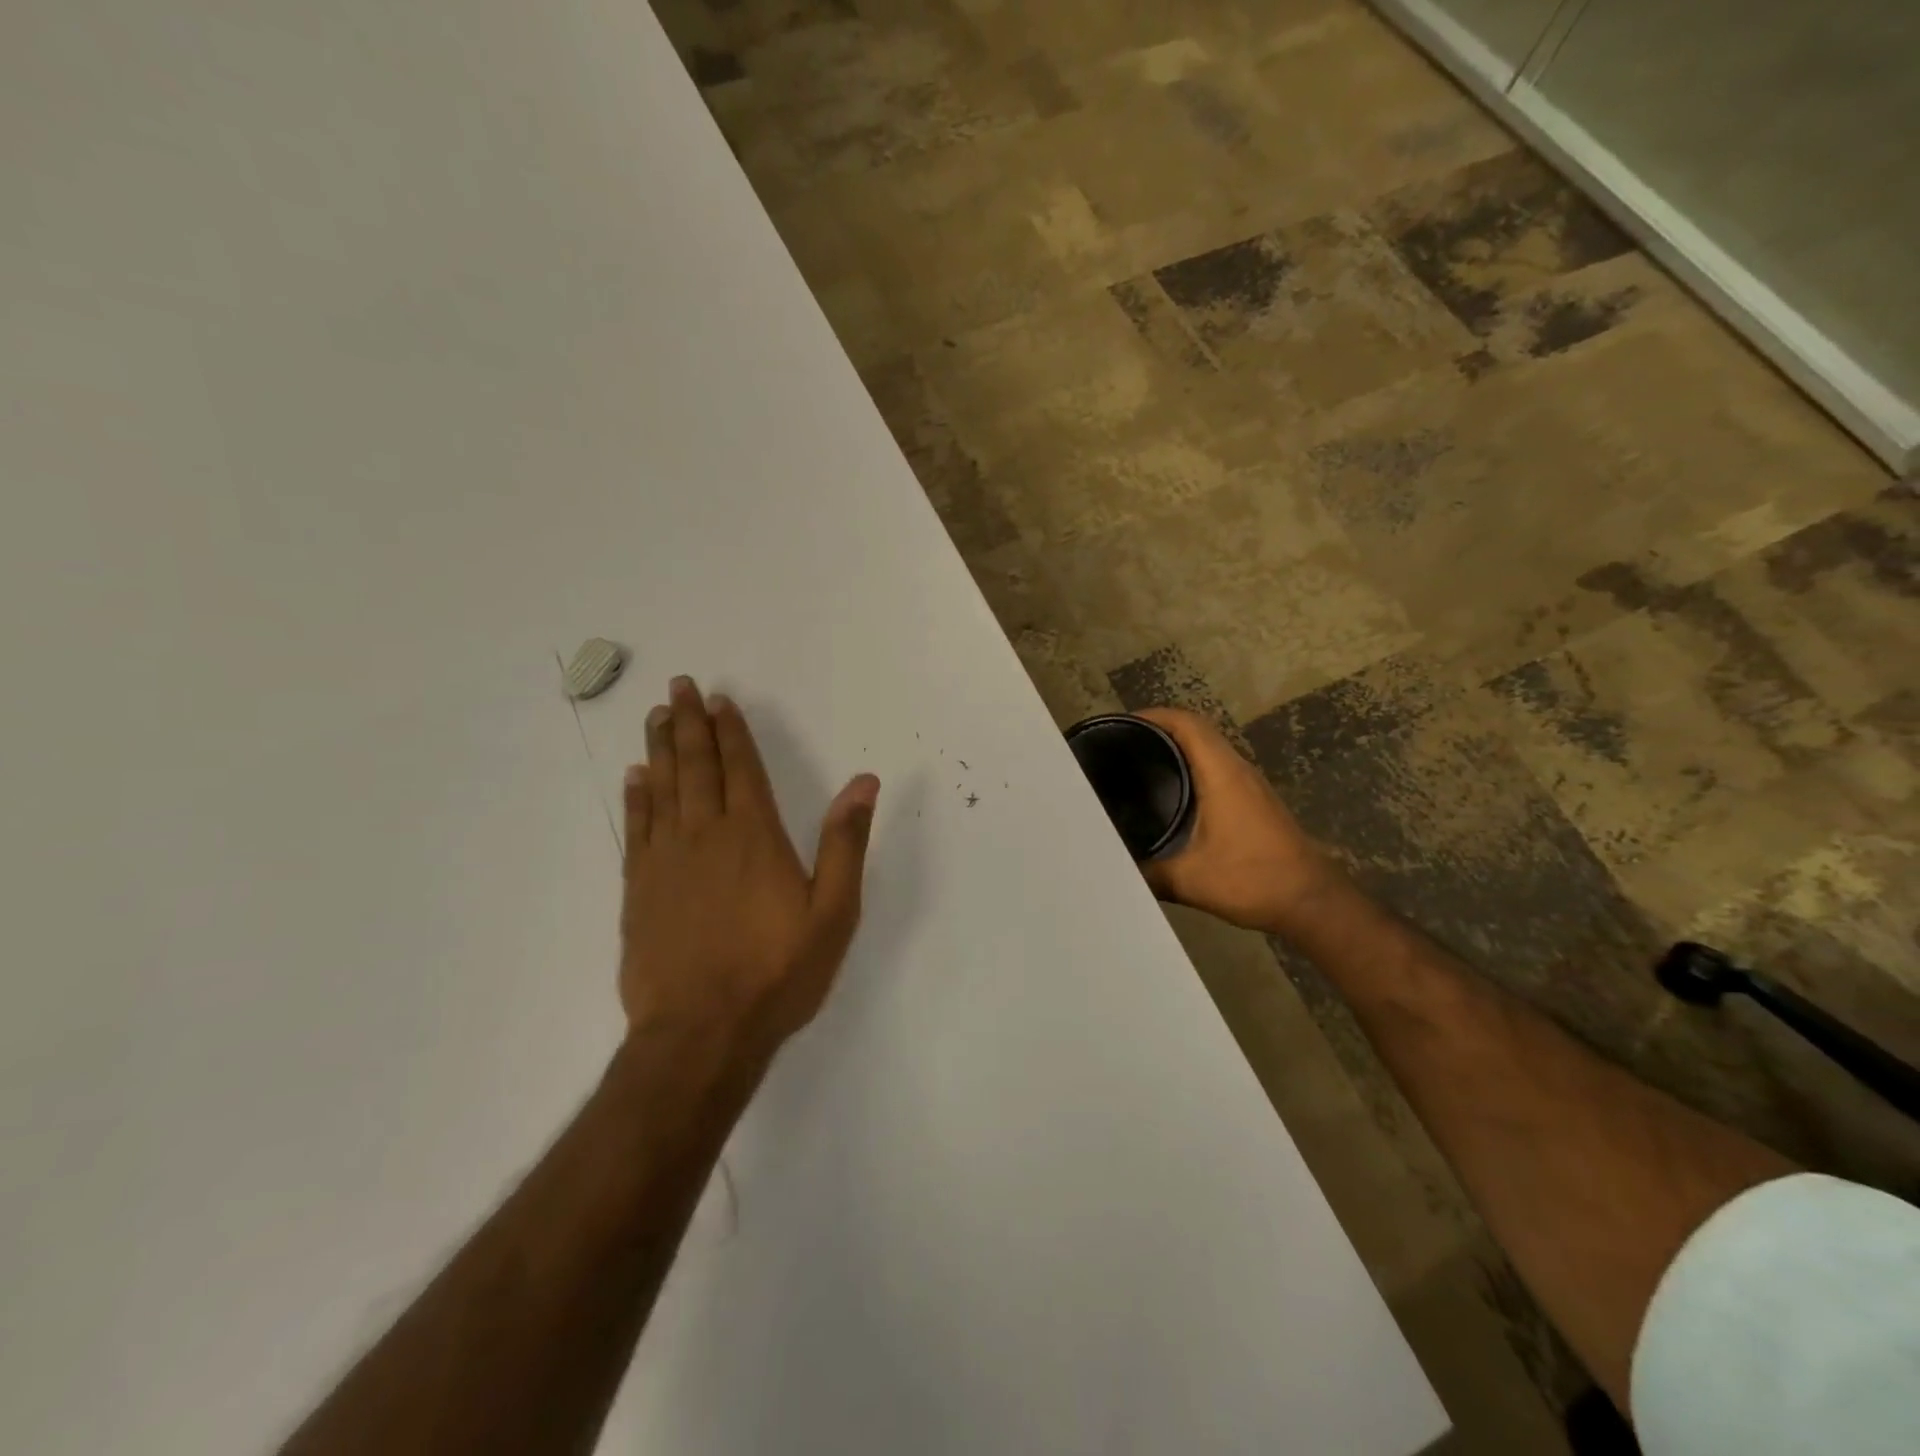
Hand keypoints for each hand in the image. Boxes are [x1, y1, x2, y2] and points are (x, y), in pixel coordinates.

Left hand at [619, 677, 878, 1070]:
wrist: (701, 1033)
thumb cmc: (777, 973)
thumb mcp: (833, 913)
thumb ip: (845, 843)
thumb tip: (864, 782)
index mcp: (755, 836)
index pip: (742, 768)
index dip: (731, 731)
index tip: (719, 699)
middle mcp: (707, 835)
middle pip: (697, 767)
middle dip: (690, 724)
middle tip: (679, 687)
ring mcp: (666, 860)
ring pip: (663, 788)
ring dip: (662, 748)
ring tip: (658, 716)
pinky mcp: (639, 888)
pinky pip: (636, 827)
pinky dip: (637, 796)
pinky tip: (636, 777)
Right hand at [1134, 708, 1345, 936]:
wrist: (1312, 902)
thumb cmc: (1253, 880)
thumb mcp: (1190, 880)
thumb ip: (1148, 872)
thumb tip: (1114, 867)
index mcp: (1222, 774)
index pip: (1186, 724)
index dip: (1152, 716)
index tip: (1119, 725)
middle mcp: (1237, 769)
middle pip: (1196, 730)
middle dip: (1157, 729)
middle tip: (1119, 745)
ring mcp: (1249, 784)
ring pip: (1208, 748)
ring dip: (1176, 747)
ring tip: (1137, 763)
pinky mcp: (1254, 800)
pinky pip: (1217, 767)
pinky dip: (1190, 766)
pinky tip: (1170, 792)